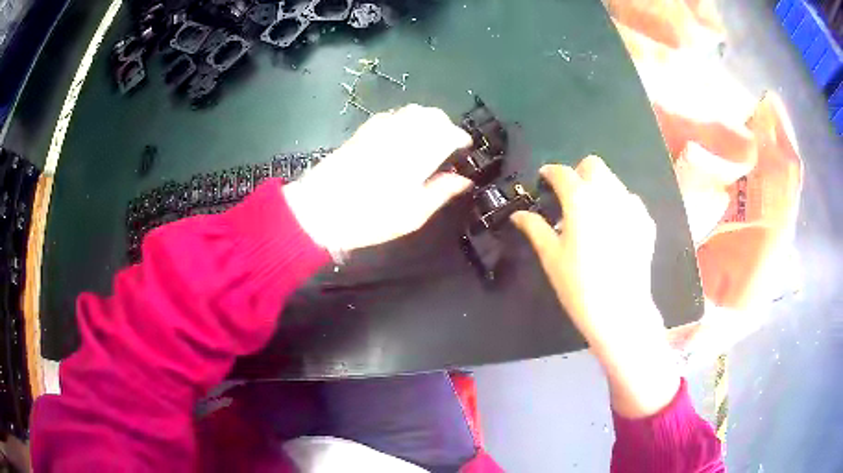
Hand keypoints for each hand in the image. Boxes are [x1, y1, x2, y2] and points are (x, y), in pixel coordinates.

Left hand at [284, 104, 472, 251]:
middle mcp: (400, 134)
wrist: (318, 210)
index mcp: (416, 153)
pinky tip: (403, 137)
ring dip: (427, 120)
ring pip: (411, 111)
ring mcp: (379, 129)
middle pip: (431, 114)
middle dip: (445, 124)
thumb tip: (464, 180)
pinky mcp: (363, 132)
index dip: (460, 137)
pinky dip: (406, 120)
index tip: (464, 148)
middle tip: (449, 144)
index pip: (447, 132)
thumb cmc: (368, 218)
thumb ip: (440, 192)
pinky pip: (392, 115)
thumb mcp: (410, 214)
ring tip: (429, 140)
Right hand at [511, 156, 679, 417]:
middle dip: (579, 174)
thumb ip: (535, 228)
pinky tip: (614, 230)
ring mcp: (631, 206)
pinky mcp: (645, 222)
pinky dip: (619, 206)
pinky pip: (630, 202)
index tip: (544, 180)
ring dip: (599, 188)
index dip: (550, 173)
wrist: (620, 310)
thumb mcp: (551, 256)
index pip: (562, 172)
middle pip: (593, 165)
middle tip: (570, 197)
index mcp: (580, 198)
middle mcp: (608, 193)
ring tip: (593, 216)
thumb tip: (518, 214)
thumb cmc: (578, 284)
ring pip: (613, 181)